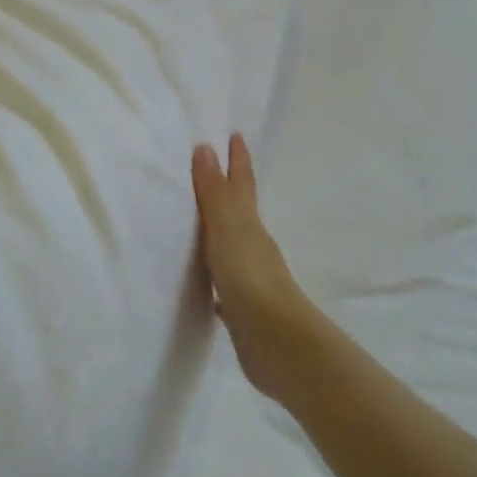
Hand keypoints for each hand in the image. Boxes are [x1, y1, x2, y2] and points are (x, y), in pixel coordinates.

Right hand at [192, 134, 325, 397]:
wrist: (277, 342)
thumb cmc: (250, 278)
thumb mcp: (227, 228)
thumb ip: (214, 192)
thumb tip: (206, 147)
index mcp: (250, 224)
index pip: (242, 183)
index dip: (238, 160)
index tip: (235, 135)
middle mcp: (252, 246)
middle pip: (238, 210)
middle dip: (228, 189)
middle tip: (212, 169)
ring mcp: (249, 277)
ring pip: (231, 244)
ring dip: (218, 230)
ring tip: (199, 219)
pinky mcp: (241, 307)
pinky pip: (222, 280)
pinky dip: (213, 272)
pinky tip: (202, 280)